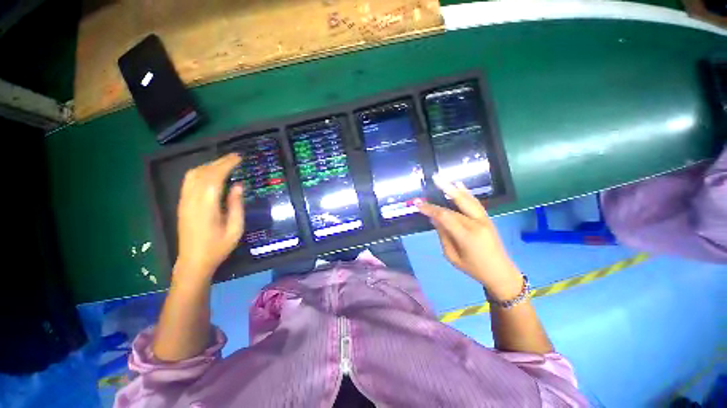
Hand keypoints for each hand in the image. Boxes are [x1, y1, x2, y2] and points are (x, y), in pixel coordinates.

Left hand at [175, 153, 244, 280]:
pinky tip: (211, 173)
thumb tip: (238, 186)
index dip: (226, 165)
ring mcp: (184, 201)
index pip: (214, 178)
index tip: (238, 158)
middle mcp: (192, 200)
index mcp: (206, 206)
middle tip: (235, 157)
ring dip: (209, 165)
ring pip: (192, 175)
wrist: (193, 261)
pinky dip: (201, 172)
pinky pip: (189, 181)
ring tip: (225, 163)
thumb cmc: (218, 247)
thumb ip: (236, 206)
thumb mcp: (235, 229)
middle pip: (202, 173)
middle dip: (219, 162)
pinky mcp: (182, 204)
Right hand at [417, 176, 522, 300]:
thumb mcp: (452, 256)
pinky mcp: (487, 218)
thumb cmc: (473, 269)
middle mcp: (476, 224)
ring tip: (444, 179)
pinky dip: (466, 193)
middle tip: (434, 178)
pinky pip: (475, 203)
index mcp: (466, 236)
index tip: (418, 204)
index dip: (430, 209)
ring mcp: (484, 219)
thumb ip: (443, 236)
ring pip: (468, 200)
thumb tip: (434, 219)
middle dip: (445, 189)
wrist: (500, 273)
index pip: (444, 217)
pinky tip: (460, 185)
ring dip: (455, 188)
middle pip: (458, 203)